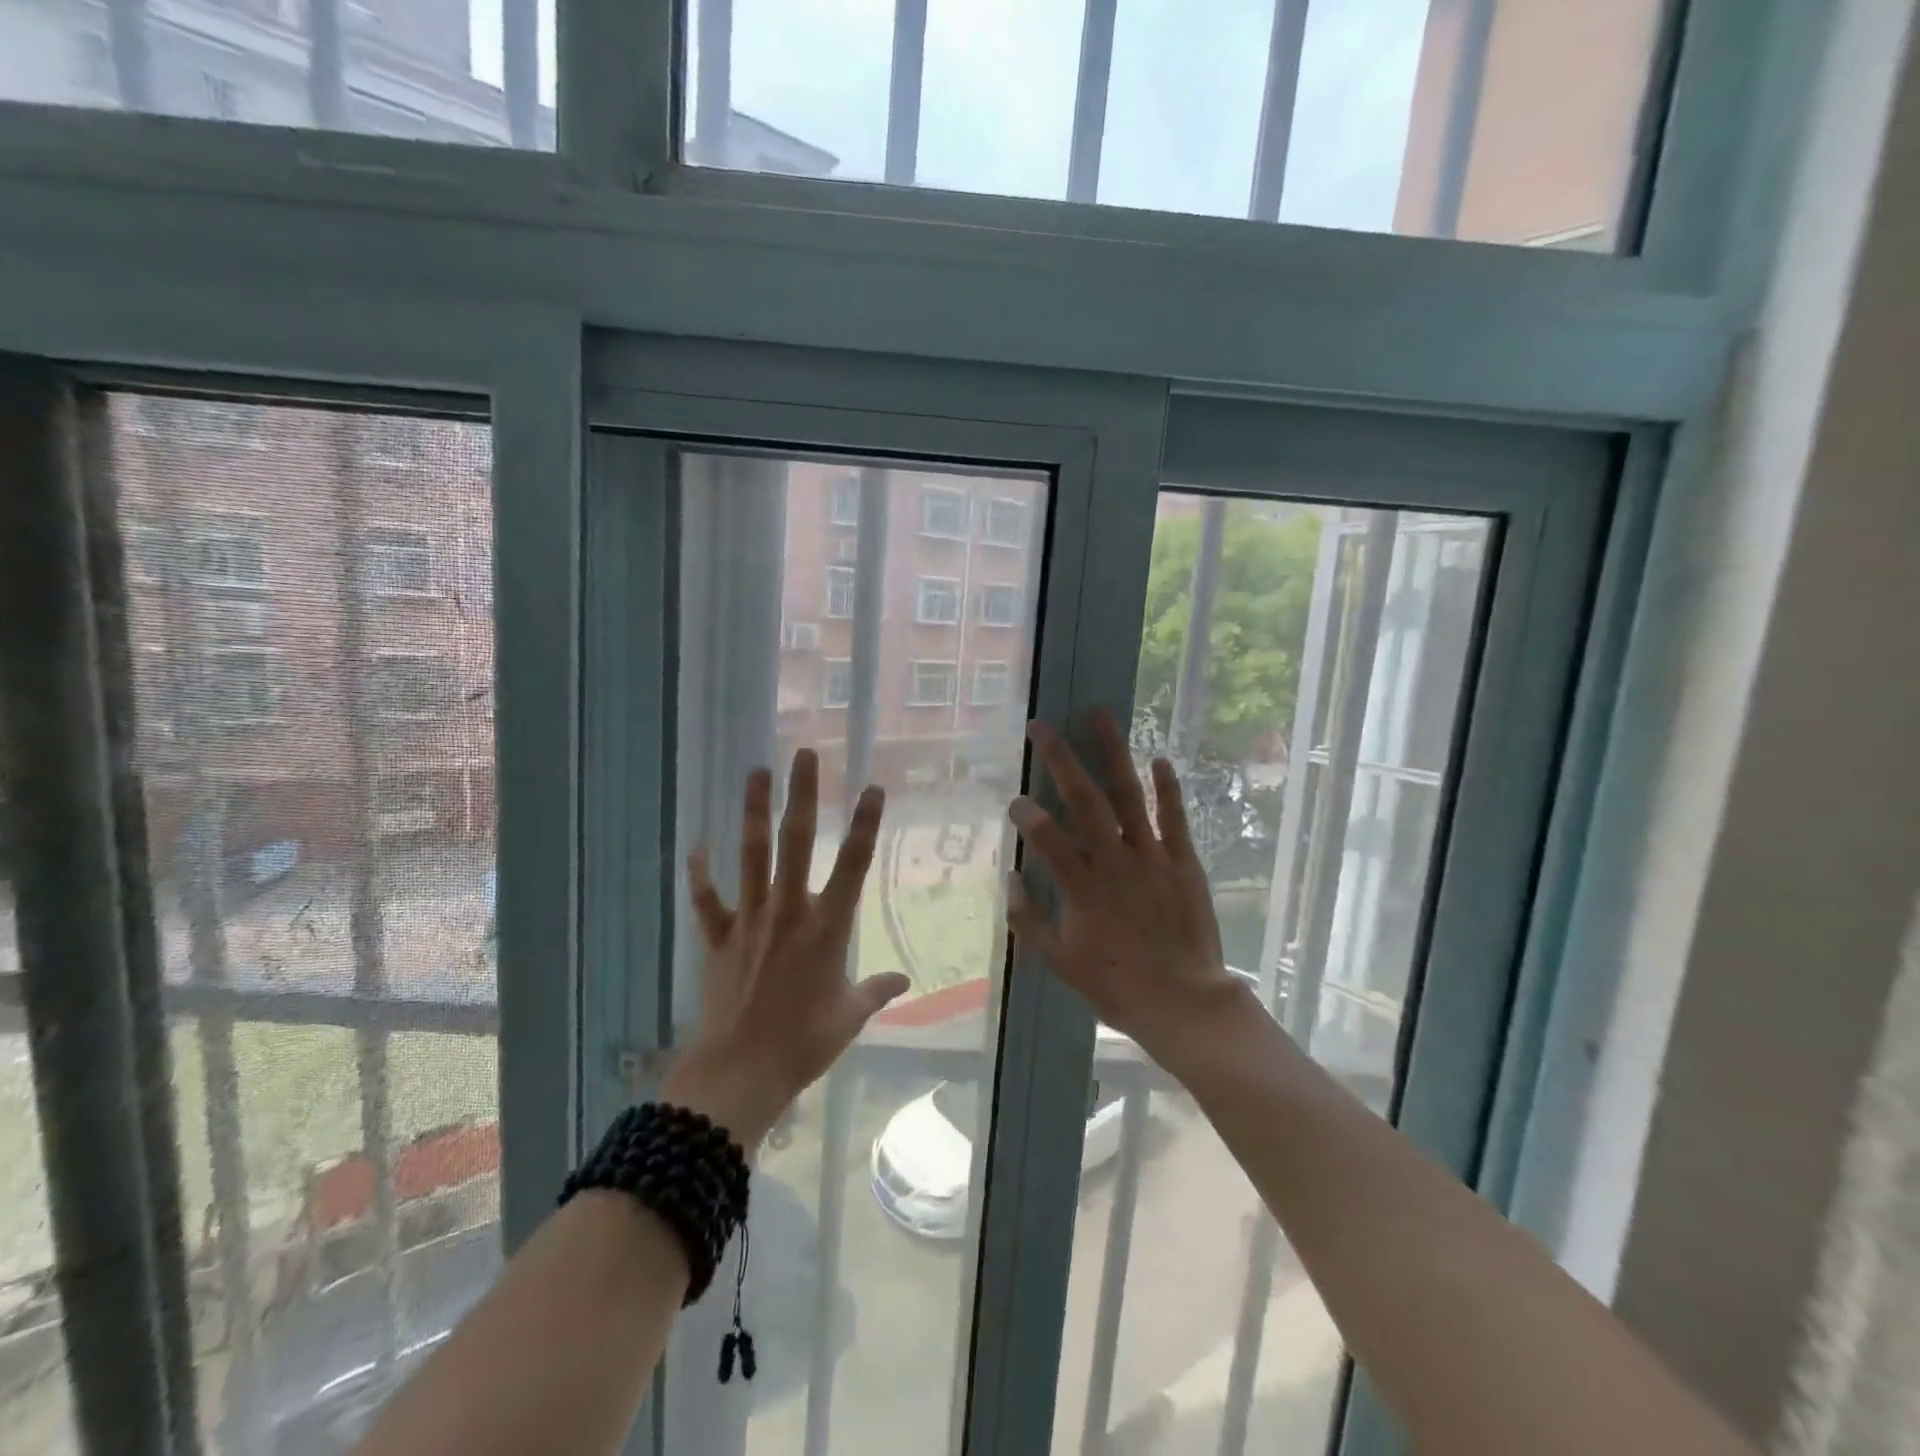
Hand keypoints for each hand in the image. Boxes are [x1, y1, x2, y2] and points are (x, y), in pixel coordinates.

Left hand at [664, 748, 910, 1143]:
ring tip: (756, 772)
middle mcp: (789, 911)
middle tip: (805, 754)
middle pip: (797, 841)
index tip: (872, 787)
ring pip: (751, 855)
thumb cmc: (805, 1044)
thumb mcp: (850, 1017)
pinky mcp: (720, 938)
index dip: (865, 823)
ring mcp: (750, 920)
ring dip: (754, 812)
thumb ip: (876, 990)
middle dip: (803, 795)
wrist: (741, 1071)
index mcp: (827, 927)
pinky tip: (696, 847)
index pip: (853, 864)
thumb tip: (903, 981)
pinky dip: (700, 875)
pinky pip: (707, 901)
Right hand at [1006, 711, 1248, 1072]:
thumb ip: (1029, 921)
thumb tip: (1009, 880)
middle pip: (1085, 801)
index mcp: (1082, 887)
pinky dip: (1168, 788)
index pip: (1047, 838)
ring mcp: (1152, 858)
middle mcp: (1115, 862)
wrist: (1184, 1002)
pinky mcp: (1183, 862)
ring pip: (1129, 796)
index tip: (1015, 799)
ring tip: (1100, 716)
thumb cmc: (1117, 985)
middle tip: (1043, 726)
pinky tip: (1159, 758)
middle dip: (1061, 760)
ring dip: (1113, 754)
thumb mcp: (1061, 962)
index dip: (1028, 814)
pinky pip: (1174, 819)